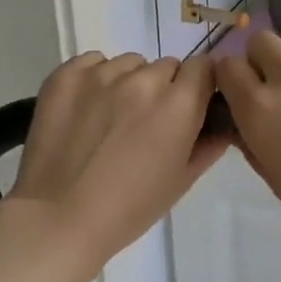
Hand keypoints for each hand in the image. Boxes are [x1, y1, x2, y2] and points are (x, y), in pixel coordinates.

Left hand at [11, 52, 225, 265]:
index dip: (200, 85)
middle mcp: (144, 79)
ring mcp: (102, 74)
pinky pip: (93, 62)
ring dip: (130, 82)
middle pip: (167, 66)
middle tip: (147, 123)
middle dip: (165, 88)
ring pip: (130, 63)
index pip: (204, 67)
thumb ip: (208, 146)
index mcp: (180, 104)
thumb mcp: (181, 181)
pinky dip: (96, 78)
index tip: (190, 105)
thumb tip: (222, 125)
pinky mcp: (66, 75)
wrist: (58, 219)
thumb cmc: (129, 208)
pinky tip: (86, 109)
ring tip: (112, 118)